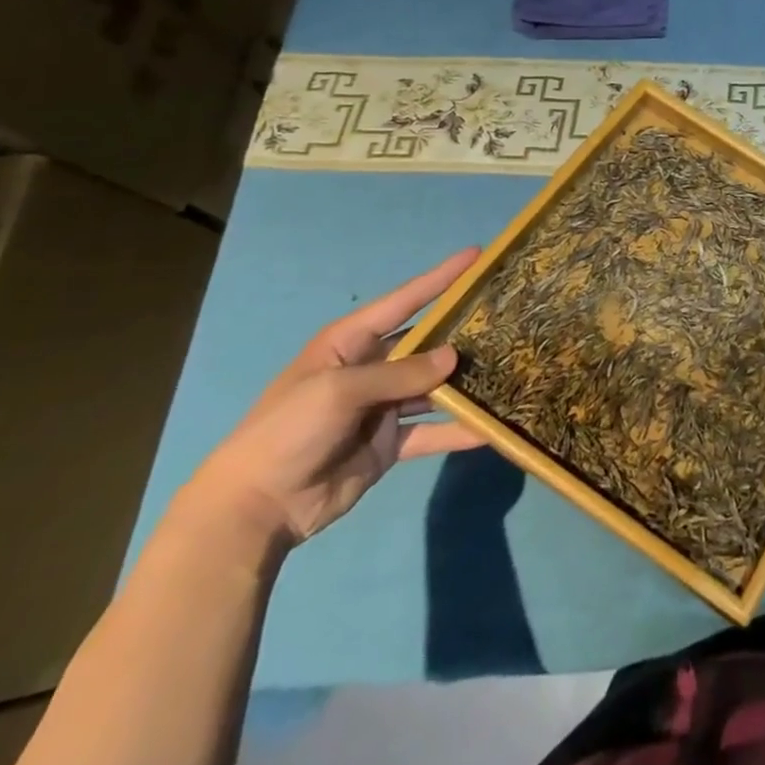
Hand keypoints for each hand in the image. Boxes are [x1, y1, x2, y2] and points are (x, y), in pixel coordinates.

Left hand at [183, 248, 484, 551]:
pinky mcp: (391, 443)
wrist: (254, 508)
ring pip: (435, 386)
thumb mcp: (340, 391)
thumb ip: (400, 373)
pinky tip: (490, 429)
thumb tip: (453, 358)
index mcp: (351, 342)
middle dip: (463, 331)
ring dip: (466, 381)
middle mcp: (372, 367)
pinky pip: (432, 431)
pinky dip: (458, 430)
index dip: (441, 278)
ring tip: (510, 367)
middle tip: (509, 316)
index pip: (405, 300)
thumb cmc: (288, 431)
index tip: (477, 256)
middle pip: (427, 343)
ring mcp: (384, 406)